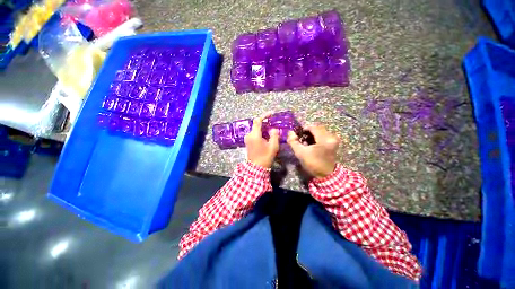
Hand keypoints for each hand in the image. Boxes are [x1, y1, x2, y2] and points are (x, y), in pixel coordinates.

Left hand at [244, 114, 279, 167]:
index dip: (264, 116)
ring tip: (271, 130)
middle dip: (265, 123)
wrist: (256, 168)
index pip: (257, 121)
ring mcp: (247, 139)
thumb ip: (274, 135)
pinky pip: (254, 134)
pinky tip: (266, 136)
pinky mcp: (248, 143)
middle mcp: (249, 135)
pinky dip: (260, 133)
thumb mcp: (273, 146)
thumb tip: (273, 129)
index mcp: (254, 135)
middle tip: (273, 124)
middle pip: (256, 125)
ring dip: (263, 128)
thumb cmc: (265, 157)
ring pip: (255, 130)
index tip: (271, 114)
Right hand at [287, 125, 339, 178]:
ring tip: (306, 141)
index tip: (298, 134)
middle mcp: (331, 137)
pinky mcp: (334, 142)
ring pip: (321, 131)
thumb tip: (290, 132)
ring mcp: (334, 140)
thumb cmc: (313, 164)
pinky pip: (324, 135)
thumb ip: (293, 142)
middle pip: (318, 128)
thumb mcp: (300, 153)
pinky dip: (317, 137)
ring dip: (312, 134)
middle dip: (308, 131)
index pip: (313, 127)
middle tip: (301, 138)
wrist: (326, 175)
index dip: (304, 128)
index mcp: (324, 139)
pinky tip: (312, 143)